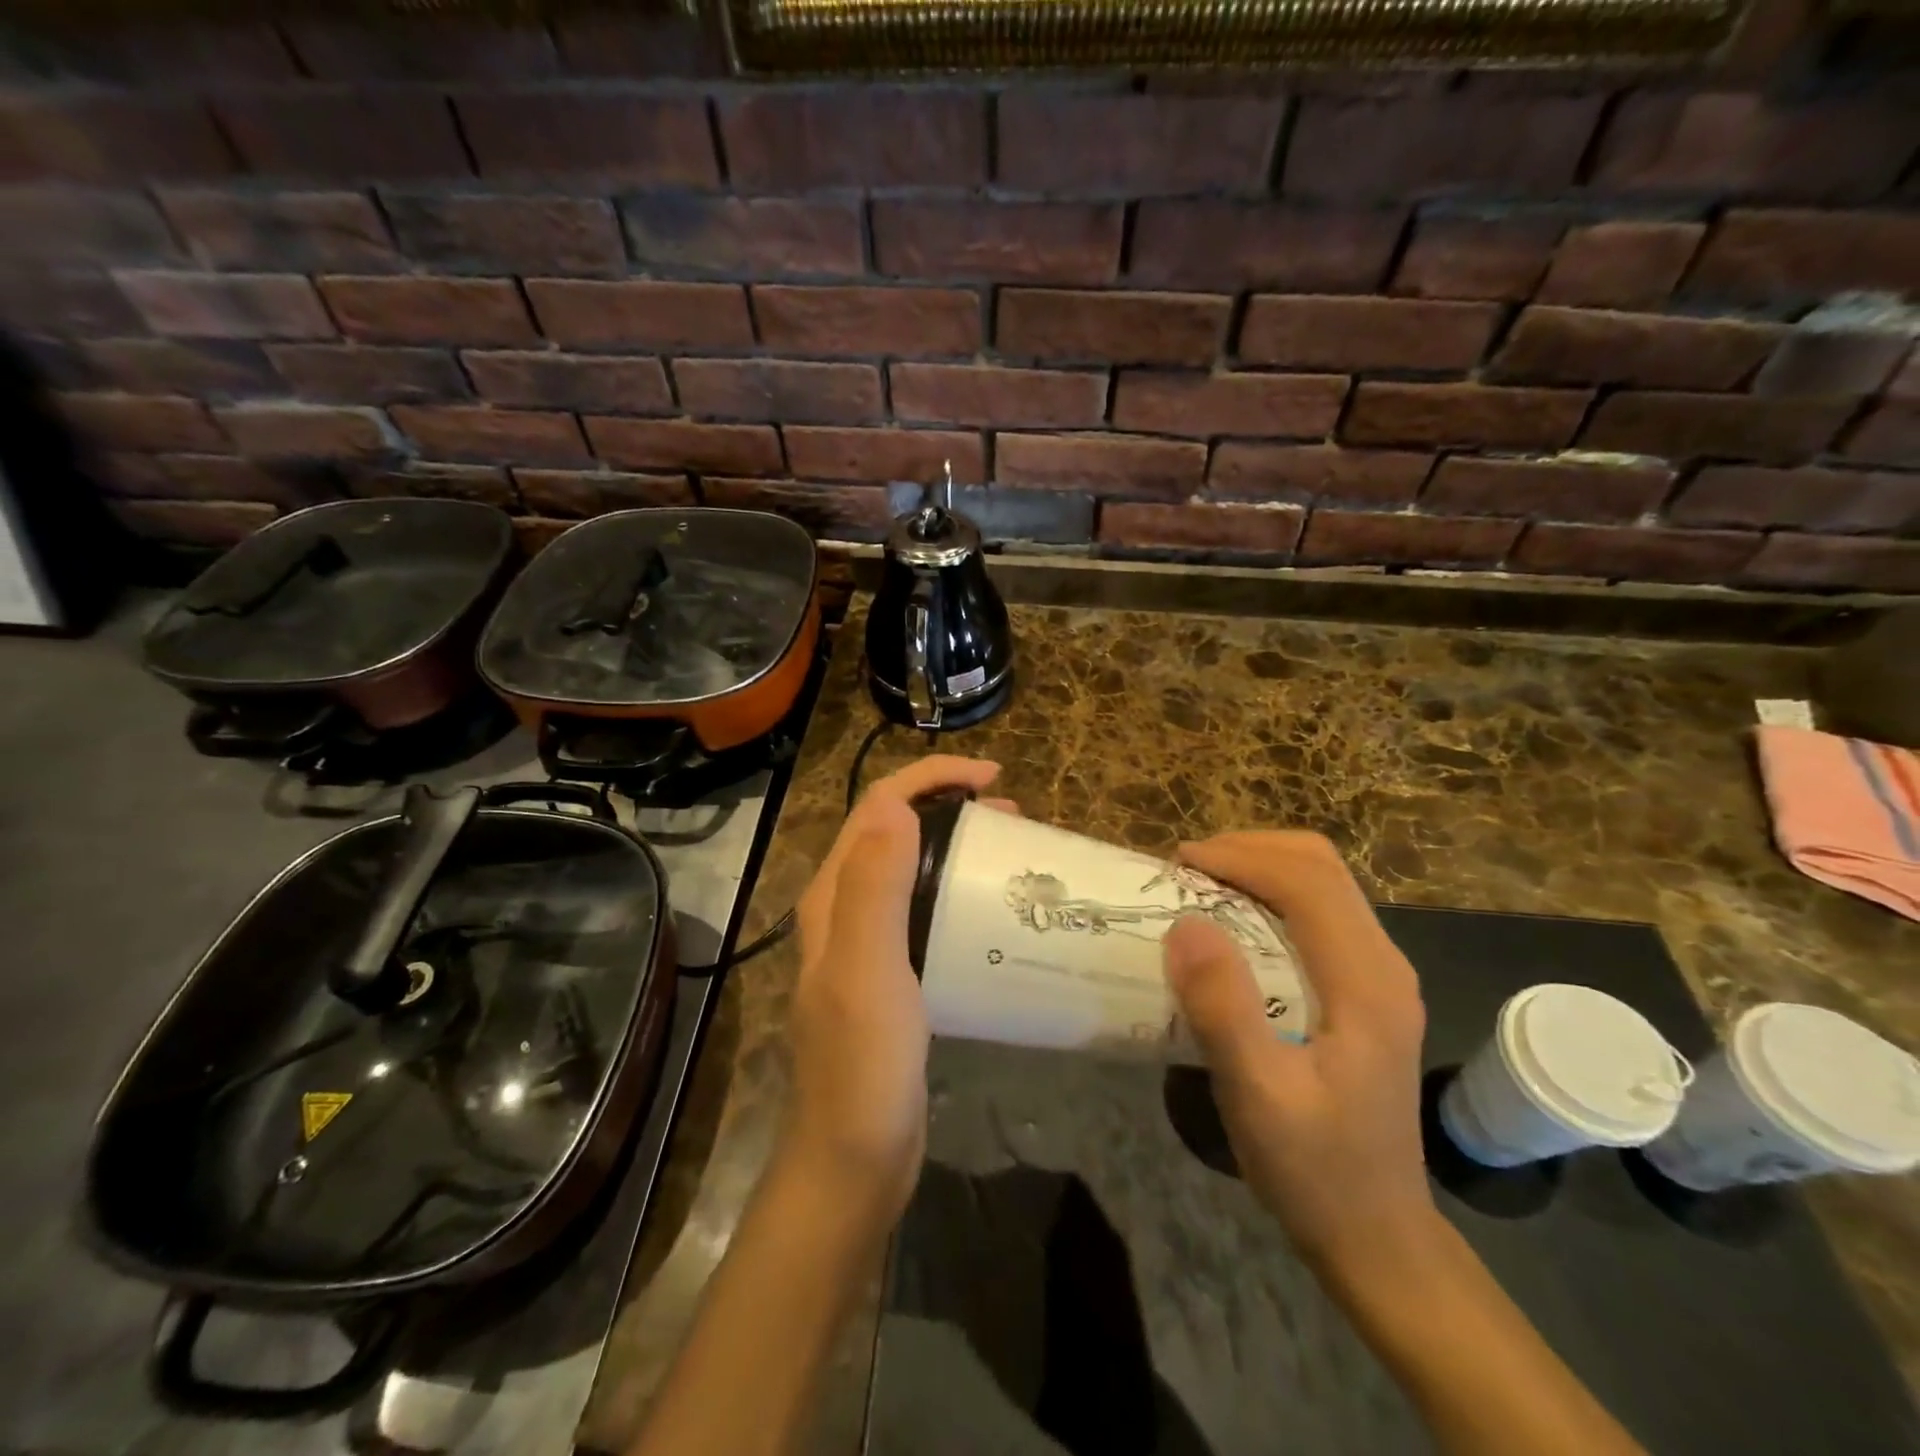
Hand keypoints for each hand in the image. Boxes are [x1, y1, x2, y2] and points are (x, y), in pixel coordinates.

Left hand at [784, 754, 1003, 1225]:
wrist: (853, 1162)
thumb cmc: (863, 1067)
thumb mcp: (868, 971)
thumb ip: (874, 886)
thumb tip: (897, 805)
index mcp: (833, 896)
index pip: (878, 806)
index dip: (932, 778)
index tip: (993, 780)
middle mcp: (844, 909)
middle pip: (895, 830)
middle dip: (949, 805)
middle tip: (1012, 817)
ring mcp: (868, 943)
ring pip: (912, 867)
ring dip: (957, 844)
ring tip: (1010, 851)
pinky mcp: (893, 975)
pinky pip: (925, 910)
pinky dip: (958, 889)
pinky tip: (992, 911)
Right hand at [1163, 832, 1435, 1272]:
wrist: (1377, 1236)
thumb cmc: (1315, 1170)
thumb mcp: (1258, 1096)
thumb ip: (1224, 1008)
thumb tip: (1186, 923)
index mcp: (1367, 982)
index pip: (1308, 882)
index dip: (1241, 857)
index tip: (1178, 863)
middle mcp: (1383, 964)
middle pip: (1322, 867)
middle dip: (1250, 850)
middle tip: (1186, 869)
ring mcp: (1379, 976)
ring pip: (1323, 884)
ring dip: (1260, 868)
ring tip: (1202, 886)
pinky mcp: (1364, 990)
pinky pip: (1318, 913)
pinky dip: (1271, 896)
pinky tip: (1233, 923)